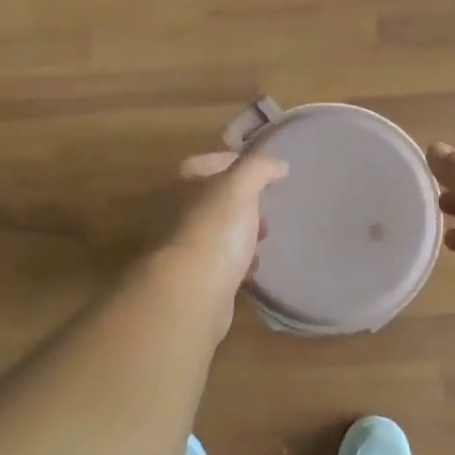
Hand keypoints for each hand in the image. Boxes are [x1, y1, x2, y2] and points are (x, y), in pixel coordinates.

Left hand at [165, 151, 288, 304]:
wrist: (191, 292)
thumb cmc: (214, 229)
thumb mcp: (239, 186)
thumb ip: (259, 168)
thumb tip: (279, 165)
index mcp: (181, 186)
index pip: (202, 163)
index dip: (232, 162)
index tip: (262, 172)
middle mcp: (175, 214)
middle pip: (211, 200)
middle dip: (242, 203)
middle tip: (266, 208)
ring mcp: (182, 248)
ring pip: (217, 232)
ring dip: (241, 234)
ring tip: (263, 239)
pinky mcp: (193, 280)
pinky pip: (220, 264)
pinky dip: (237, 264)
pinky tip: (252, 268)